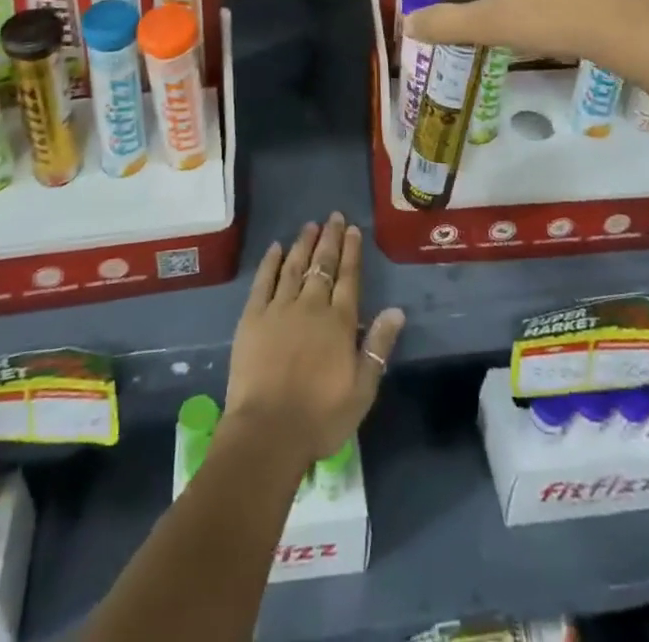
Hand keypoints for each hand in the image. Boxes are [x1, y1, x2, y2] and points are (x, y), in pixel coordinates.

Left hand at [225, 213, 405, 464]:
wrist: (268, 431)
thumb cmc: (320, 417)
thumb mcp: (362, 390)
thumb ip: (379, 347)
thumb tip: (396, 311)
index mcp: (339, 323)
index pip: (349, 278)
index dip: (352, 252)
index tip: (353, 229)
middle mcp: (311, 306)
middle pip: (323, 265)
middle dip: (330, 239)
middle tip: (334, 217)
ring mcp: (279, 308)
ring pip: (294, 267)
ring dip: (303, 244)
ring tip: (310, 224)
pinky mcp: (252, 317)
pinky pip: (263, 281)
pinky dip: (271, 262)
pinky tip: (276, 248)